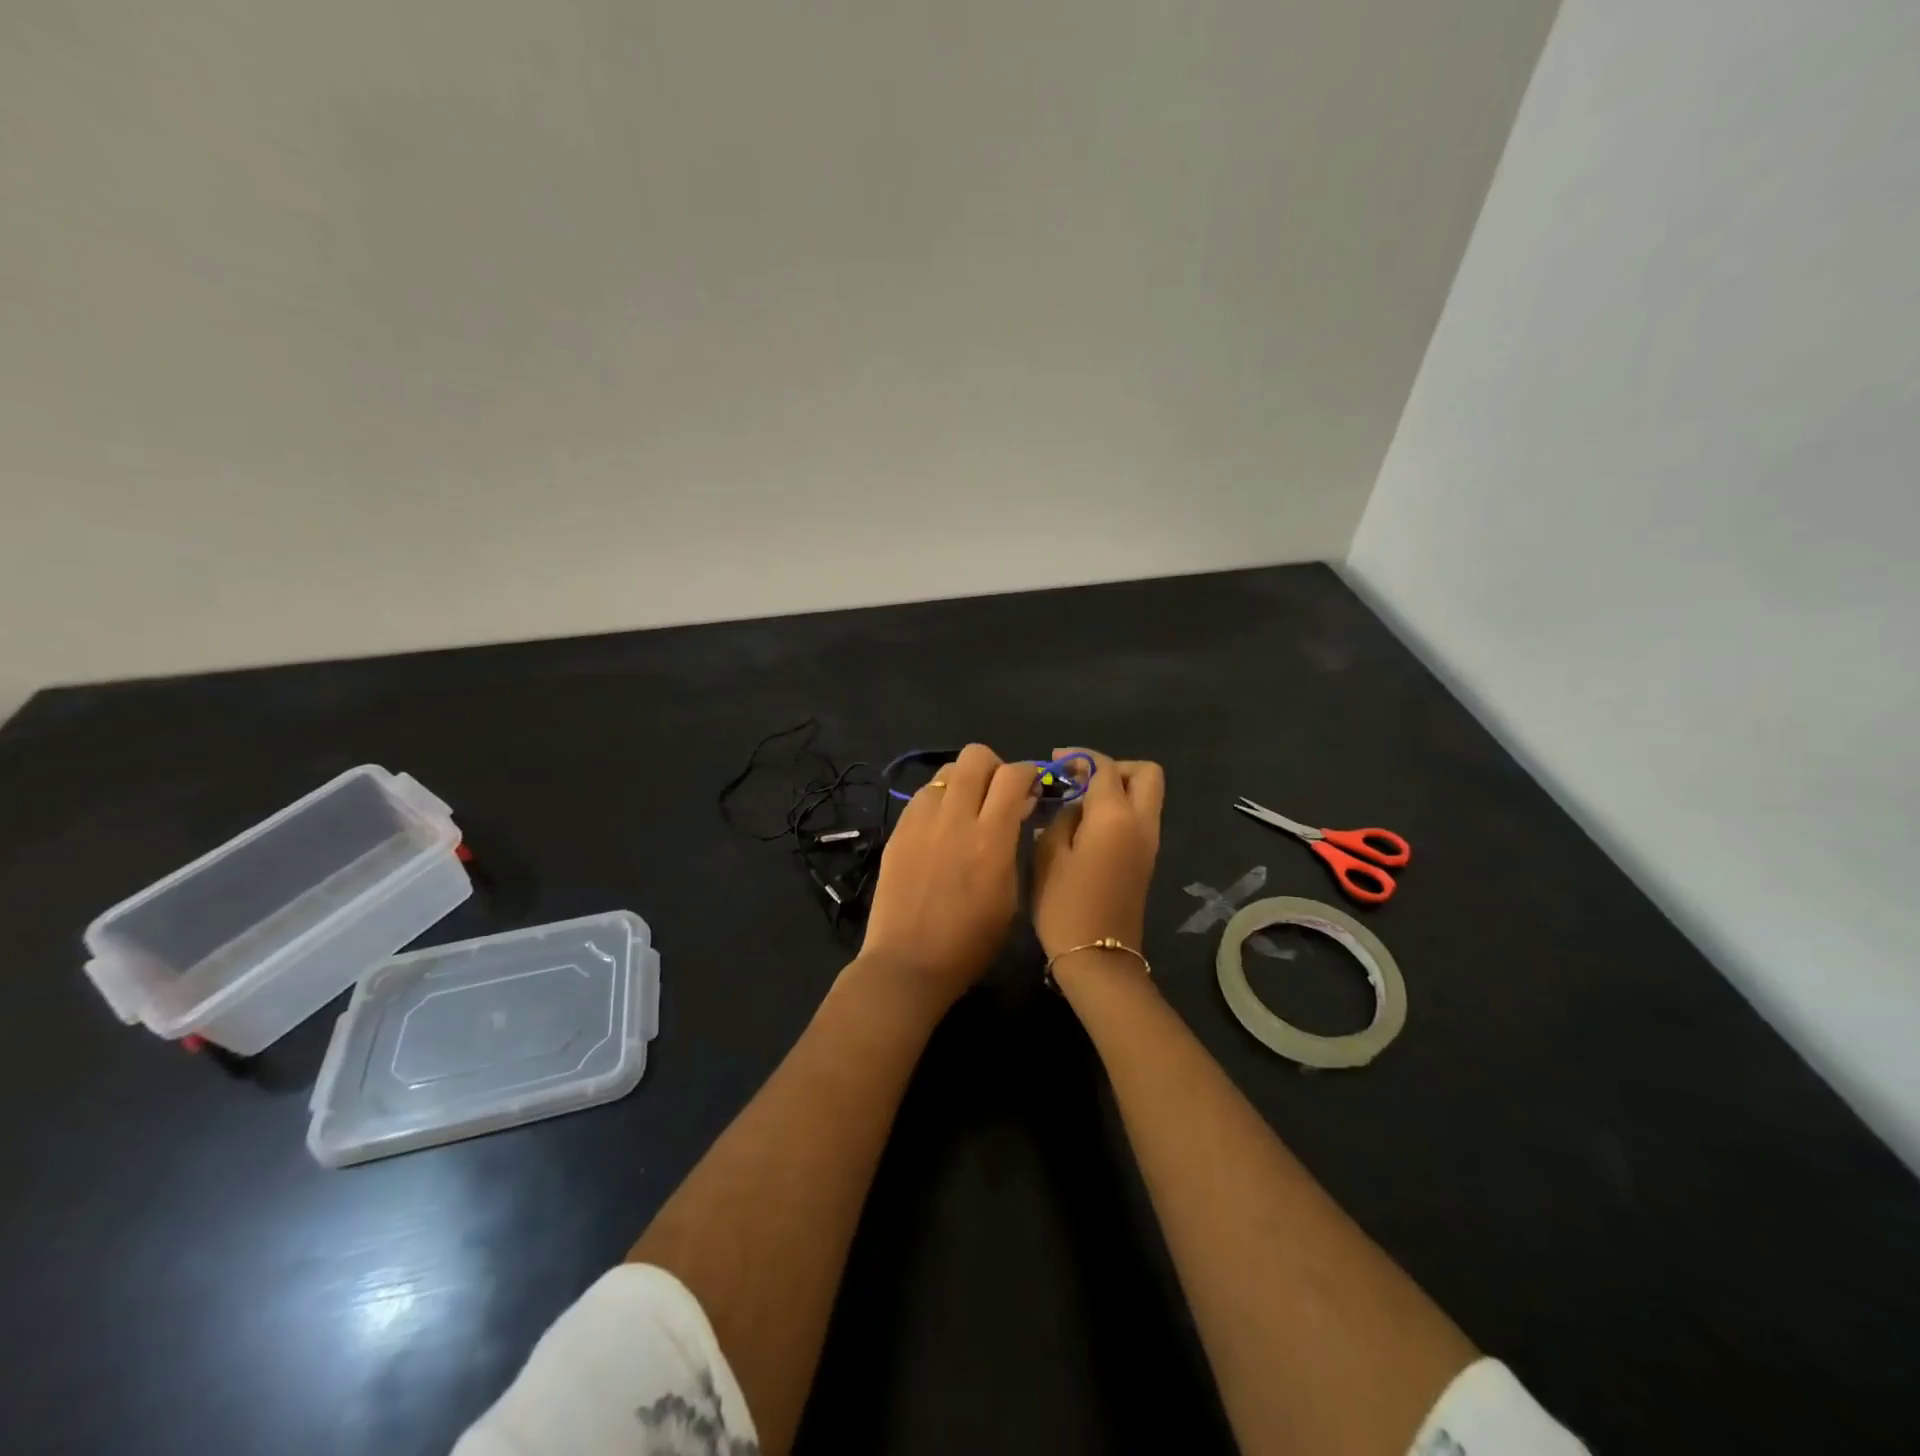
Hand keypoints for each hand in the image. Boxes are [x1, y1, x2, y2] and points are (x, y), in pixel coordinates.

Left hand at [858, 743, 1038, 1006]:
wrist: (908, 964)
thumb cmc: (971, 943)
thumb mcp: (1010, 897)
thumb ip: (1013, 845)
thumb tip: (1016, 811)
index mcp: (990, 839)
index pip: (1013, 776)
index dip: (1029, 773)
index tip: (1032, 787)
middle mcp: (955, 819)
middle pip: (975, 756)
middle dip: (994, 766)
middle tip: (998, 792)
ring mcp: (921, 821)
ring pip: (946, 770)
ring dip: (964, 781)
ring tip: (968, 808)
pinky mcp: (897, 830)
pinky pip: (923, 795)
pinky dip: (939, 799)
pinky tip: (942, 826)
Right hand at [1031, 748, 1164, 963]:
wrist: (1098, 958)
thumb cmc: (1066, 904)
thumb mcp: (1049, 854)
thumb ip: (1061, 818)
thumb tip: (1072, 806)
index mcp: (1116, 816)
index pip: (1104, 766)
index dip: (1079, 757)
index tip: (1054, 762)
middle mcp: (1142, 822)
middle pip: (1145, 773)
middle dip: (1113, 767)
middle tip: (1080, 779)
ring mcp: (1149, 843)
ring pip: (1146, 796)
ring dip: (1117, 789)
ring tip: (1078, 802)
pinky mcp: (1146, 860)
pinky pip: (1139, 818)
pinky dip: (1118, 810)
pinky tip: (1086, 825)